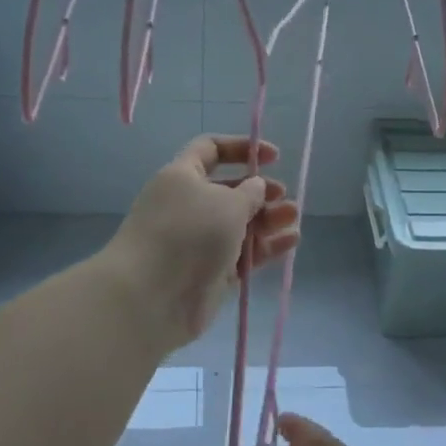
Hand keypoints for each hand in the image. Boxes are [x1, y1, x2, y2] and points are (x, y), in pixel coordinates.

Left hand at [103, 134, 300, 351]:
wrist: (151, 297)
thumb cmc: (188, 234)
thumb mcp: (227, 203)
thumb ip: (250, 192)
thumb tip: (256, 187)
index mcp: (182, 177)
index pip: (210, 150)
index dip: (241, 148)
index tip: (273, 157)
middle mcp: (189, 206)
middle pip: (230, 191)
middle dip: (260, 191)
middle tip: (283, 196)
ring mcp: (199, 241)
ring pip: (239, 225)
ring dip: (268, 220)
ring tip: (293, 219)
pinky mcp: (211, 272)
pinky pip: (242, 254)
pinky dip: (265, 247)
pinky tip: (290, 242)